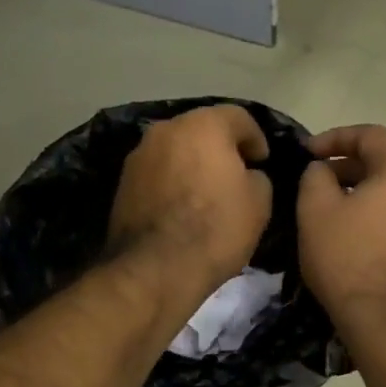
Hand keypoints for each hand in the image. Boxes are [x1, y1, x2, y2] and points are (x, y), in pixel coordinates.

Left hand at [108, 105, 272, 294]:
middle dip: (220, 147)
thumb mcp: (259, 203)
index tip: (262, 161)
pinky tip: (182, 206)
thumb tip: (246, 175)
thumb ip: (257, 178)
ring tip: (207, 192)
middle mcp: (166, 130)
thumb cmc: (215, 228)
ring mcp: (139, 155)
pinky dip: (172, 181)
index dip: (255, 138)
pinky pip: (158, 172)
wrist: (154, 268)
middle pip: (201, 129)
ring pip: (175, 150)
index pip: (238, 117)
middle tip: (236, 173)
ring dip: (192, 163)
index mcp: (203, 125)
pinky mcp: (123, 182)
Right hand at [298, 124, 385, 331]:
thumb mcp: (315, 211)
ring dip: (370, 192)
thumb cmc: (350, 259)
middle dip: (351, 166)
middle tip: (320, 182)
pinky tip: (364, 237)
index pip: (370, 135)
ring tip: (339, 210)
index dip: (333, 138)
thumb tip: (323, 170)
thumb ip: (315, 176)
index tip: (307, 153)